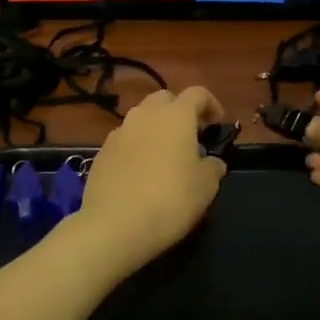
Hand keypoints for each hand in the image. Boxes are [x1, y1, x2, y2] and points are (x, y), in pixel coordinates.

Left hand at [77, 87, 226, 270]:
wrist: (114, 225)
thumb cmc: (170, 200)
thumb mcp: (206, 186)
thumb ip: (213, 166)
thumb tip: (211, 162)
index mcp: (176, 115)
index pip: (197, 93)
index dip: (211, 105)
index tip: (217, 125)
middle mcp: (145, 115)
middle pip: (165, 99)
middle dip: (180, 112)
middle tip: (191, 137)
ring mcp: (119, 132)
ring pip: (142, 118)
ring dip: (156, 129)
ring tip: (165, 156)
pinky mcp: (102, 152)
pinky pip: (125, 139)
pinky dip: (137, 147)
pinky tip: (141, 172)